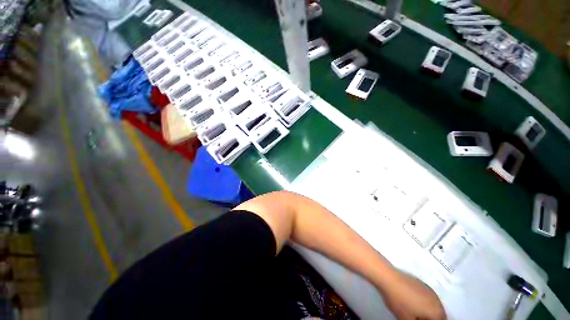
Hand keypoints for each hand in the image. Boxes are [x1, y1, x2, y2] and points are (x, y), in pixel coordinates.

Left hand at [380, 271, 445, 319]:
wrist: (388, 277)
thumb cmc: (399, 300)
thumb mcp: (407, 319)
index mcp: (437, 310)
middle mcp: (436, 299)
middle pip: (438, 315)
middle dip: (430, 318)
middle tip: (416, 318)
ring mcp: (428, 289)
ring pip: (433, 306)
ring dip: (427, 313)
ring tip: (414, 314)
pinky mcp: (420, 283)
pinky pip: (426, 298)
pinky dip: (423, 304)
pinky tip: (411, 305)